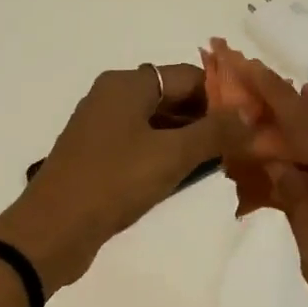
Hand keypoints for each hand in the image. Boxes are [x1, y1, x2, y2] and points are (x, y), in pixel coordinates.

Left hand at [0, 63, 245, 289]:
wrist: (52, 230)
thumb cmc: (113, 182)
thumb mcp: (171, 155)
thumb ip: (214, 132)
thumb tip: (250, 113)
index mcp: (126, 84)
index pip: (188, 76)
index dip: (224, 95)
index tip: (254, 119)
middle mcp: (112, 97)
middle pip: (173, 97)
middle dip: (209, 118)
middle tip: (246, 142)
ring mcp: (103, 128)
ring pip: (158, 124)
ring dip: (190, 139)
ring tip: (227, 160)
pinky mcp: (98, 157)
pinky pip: (142, 145)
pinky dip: (167, 154)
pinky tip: (190, 174)